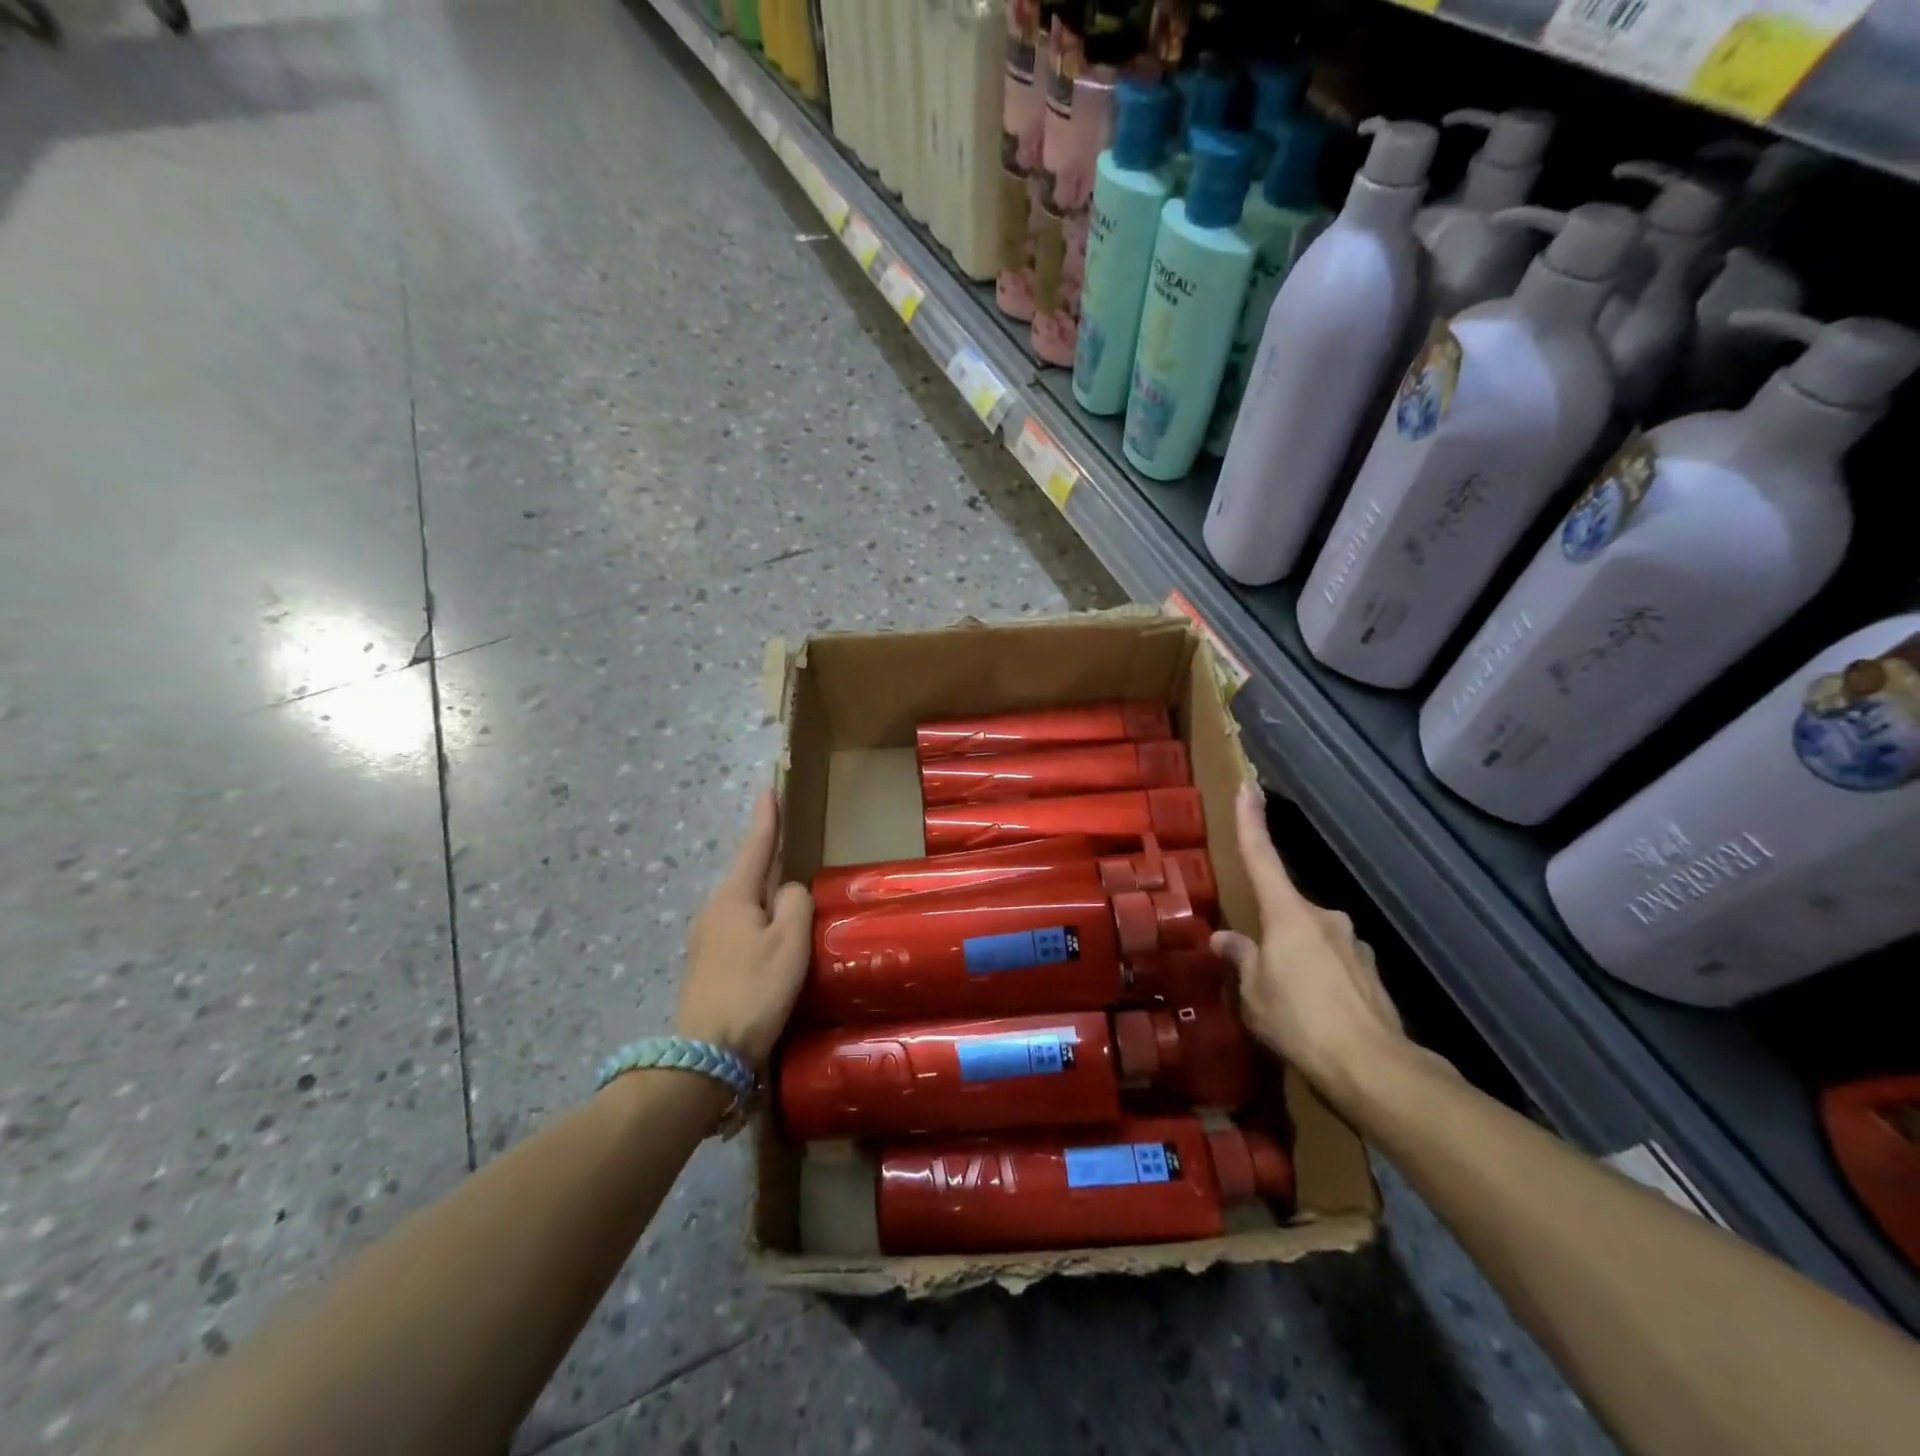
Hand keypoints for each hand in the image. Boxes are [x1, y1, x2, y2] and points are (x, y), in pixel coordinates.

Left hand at [675, 792, 811, 1070]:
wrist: (706, 1055)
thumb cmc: (754, 990)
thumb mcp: (789, 942)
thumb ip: (794, 903)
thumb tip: (787, 891)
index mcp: (734, 897)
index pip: (755, 846)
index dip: (766, 817)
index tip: (767, 787)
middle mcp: (714, 910)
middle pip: (748, 875)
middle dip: (768, 858)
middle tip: (790, 844)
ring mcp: (707, 939)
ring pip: (745, 905)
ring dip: (766, 896)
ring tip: (790, 897)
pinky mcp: (709, 965)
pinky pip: (741, 928)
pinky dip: (760, 923)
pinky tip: (774, 939)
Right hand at [1211, 782, 1410, 1099]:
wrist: (1376, 1070)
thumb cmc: (1300, 1021)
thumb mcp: (1254, 993)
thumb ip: (1241, 960)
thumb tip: (1226, 940)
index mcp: (1288, 914)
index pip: (1262, 857)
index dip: (1251, 822)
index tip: (1248, 787)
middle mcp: (1324, 918)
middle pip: (1287, 909)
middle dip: (1270, 930)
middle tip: (1256, 968)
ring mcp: (1353, 944)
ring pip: (1311, 939)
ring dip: (1296, 958)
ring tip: (1285, 1001)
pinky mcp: (1371, 974)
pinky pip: (1333, 965)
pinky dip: (1319, 978)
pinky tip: (1314, 1013)